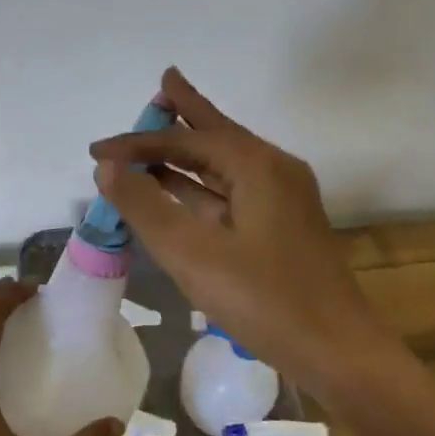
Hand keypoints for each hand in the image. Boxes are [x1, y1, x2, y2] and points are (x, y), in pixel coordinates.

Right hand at [90, 67, 399, 391]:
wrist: (338, 353)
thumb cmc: (264, 300)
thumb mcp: (192, 253)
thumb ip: (146, 206)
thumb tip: (108, 167)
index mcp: (257, 166)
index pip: (186, 141)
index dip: (138, 143)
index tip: (96, 151)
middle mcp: (273, 171)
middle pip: (216, 135)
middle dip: (185, 113)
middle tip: (164, 81)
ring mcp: (281, 200)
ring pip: (224, 164)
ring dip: (188, 152)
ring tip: (157, 133)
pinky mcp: (281, 227)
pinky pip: (231, 191)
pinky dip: (200, 185)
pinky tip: (179, 189)